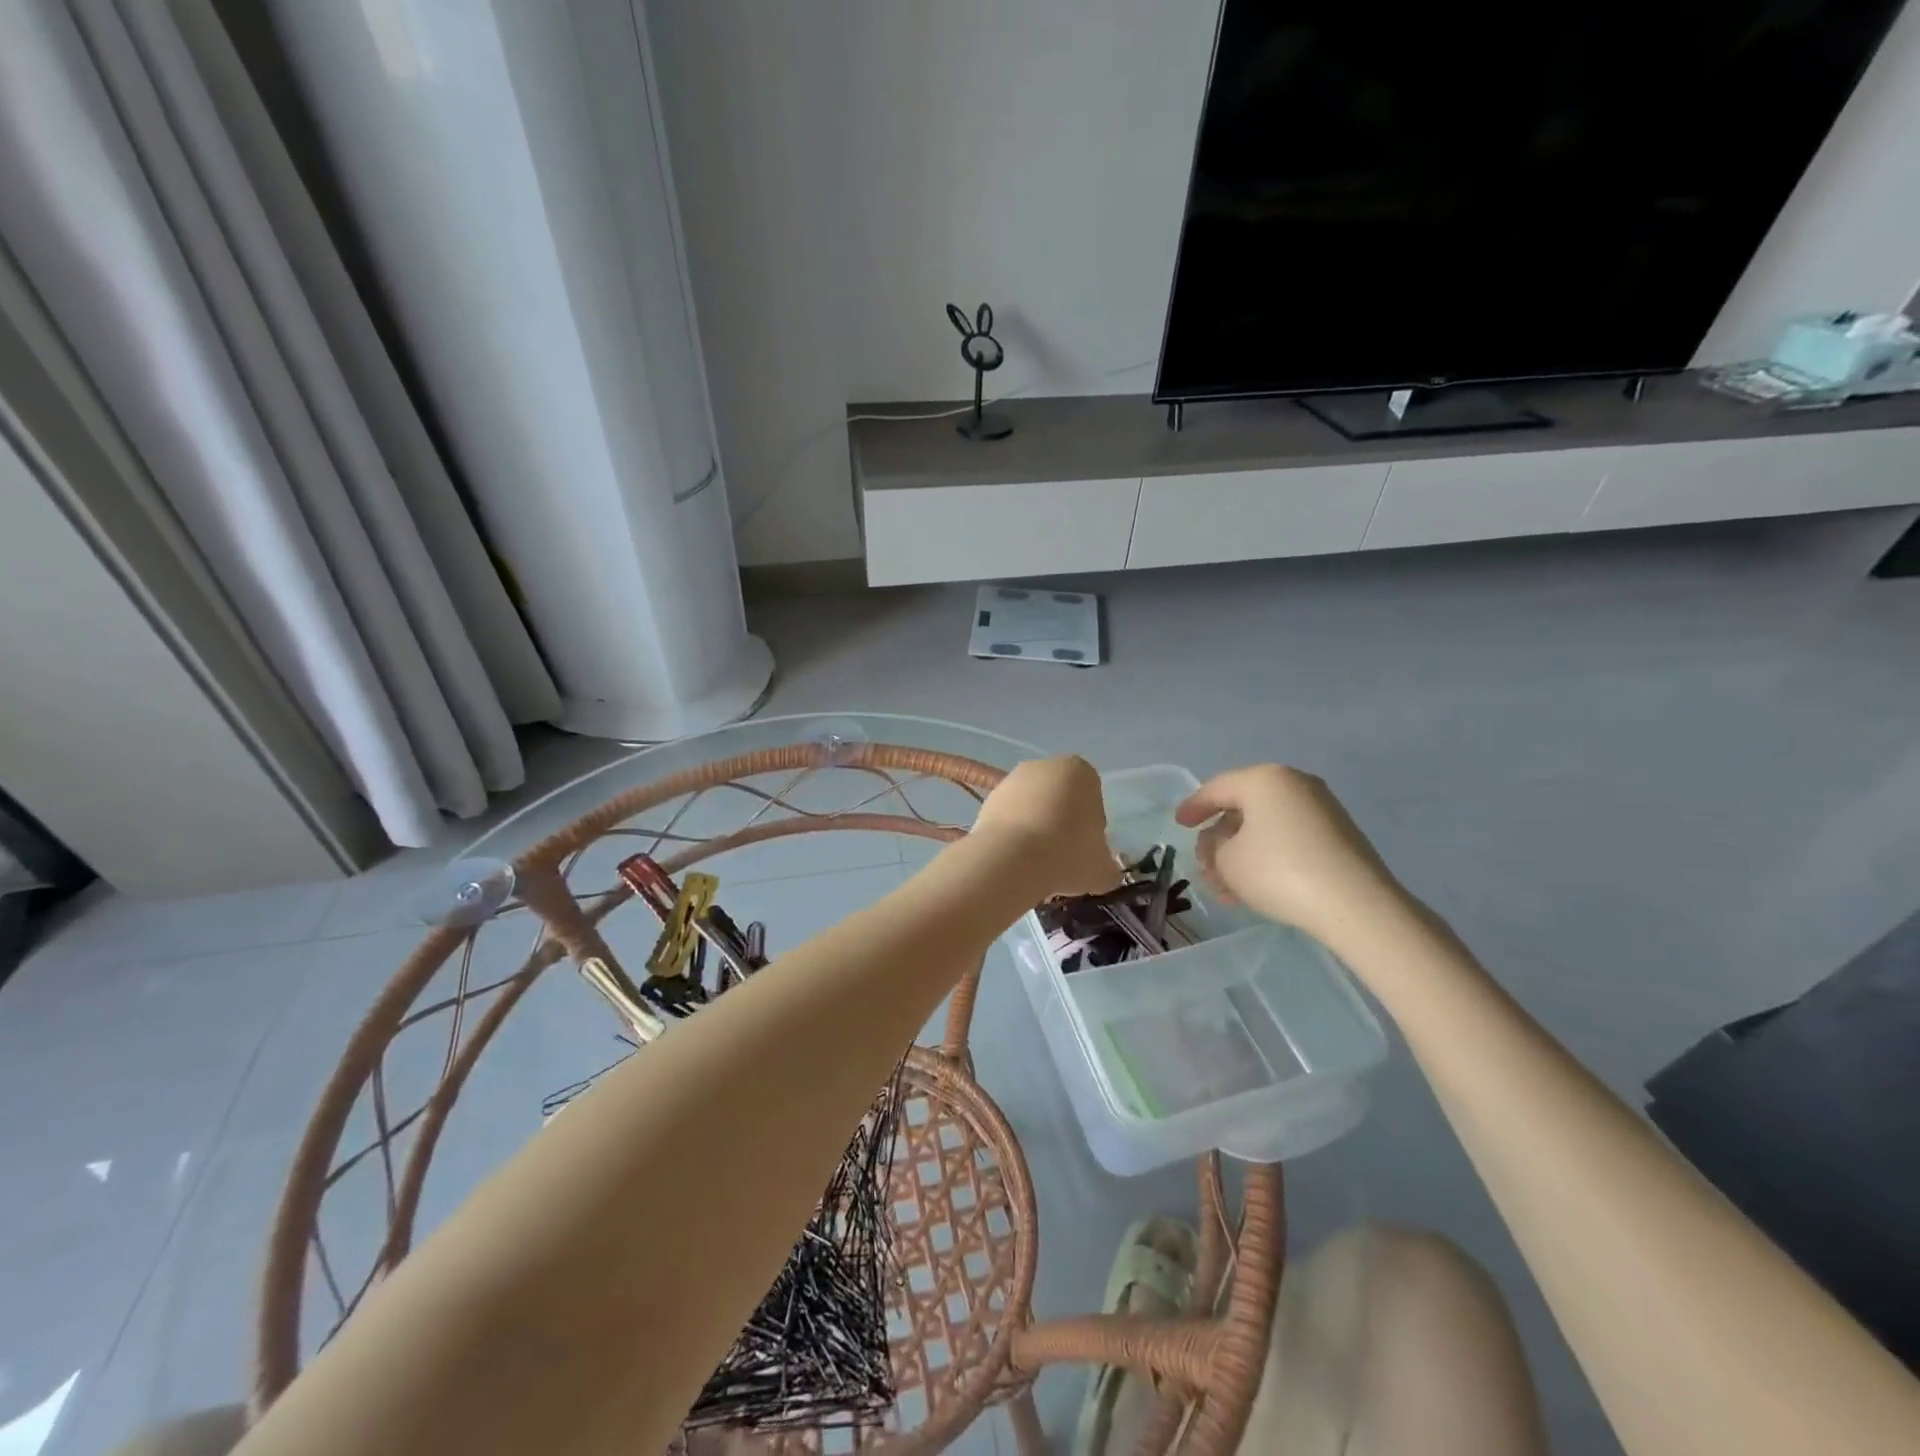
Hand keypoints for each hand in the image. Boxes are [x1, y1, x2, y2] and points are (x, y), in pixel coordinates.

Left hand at [971, 756, 1119, 898]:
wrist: (1011, 859)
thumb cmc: (1067, 854)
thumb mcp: (1103, 870)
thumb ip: (1107, 867)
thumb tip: (1103, 872)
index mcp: (1080, 771)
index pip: (1092, 796)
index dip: (1091, 825)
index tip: (1085, 849)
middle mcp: (1044, 766)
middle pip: (1060, 797)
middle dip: (1061, 822)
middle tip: (1063, 856)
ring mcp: (1012, 780)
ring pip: (1032, 806)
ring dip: (1035, 828)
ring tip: (1037, 862)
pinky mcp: (987, 799)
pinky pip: (1009, 818)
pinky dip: (1013, 834)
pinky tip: (1016, 858)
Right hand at [1174, 765, 1405, 943]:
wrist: (1355, 905)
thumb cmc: (1278, 872)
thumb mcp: (1227, 861)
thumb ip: (1213, 848)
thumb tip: (1221, 843)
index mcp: (1264, 779)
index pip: (1216, 788)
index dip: (1193, 807)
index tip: (1179, 824)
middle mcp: (1294, 784)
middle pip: (1243, 808)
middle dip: (1219, 838)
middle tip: (1204, 864)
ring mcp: (1321, 809)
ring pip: (1266, 827)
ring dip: (1242, 854)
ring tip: (1227, 888)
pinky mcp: (1338, 836)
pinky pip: (1289, 839)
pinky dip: (1267, 857)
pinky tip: (1256, 888)